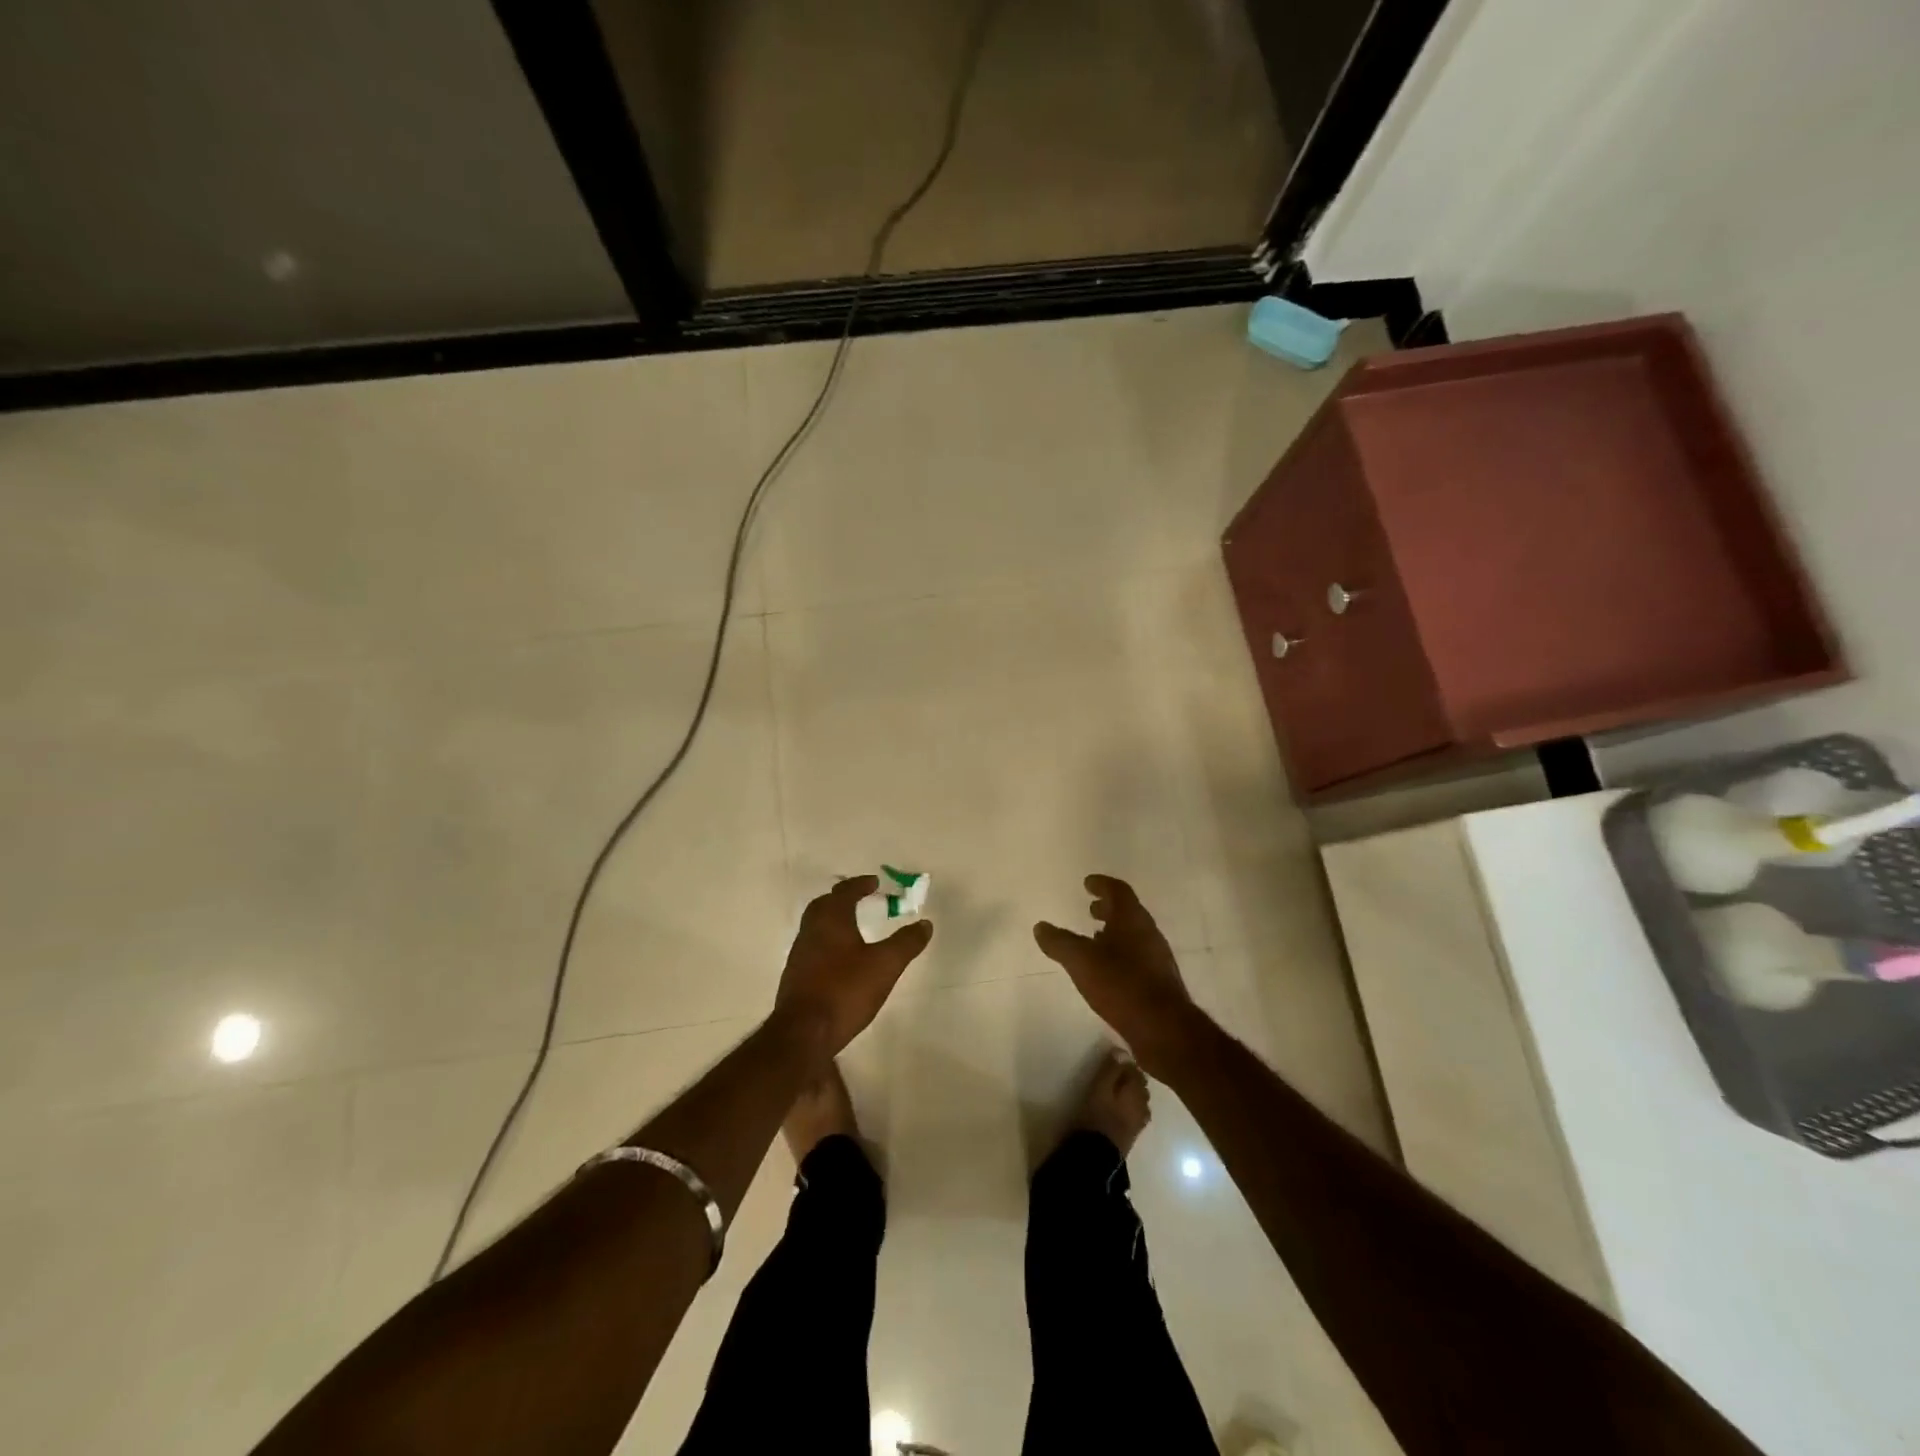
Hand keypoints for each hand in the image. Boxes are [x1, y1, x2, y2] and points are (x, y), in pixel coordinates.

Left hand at [774, 875, 933, 1057]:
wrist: (803, 1034)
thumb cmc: (845, 990)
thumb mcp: (885, 965)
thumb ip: (906, 943)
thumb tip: (925, 923)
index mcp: (831, 920)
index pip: (844, 892)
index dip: (860, 885)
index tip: (874, 882)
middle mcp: (811, 932)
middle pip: (823, 906)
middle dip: (841, 899)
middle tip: (859, 899)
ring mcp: (799, 955)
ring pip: (815, 927)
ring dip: (832, 921)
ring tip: (852, 928)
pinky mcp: (795, 978)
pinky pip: (812, 948)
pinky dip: (826, 943)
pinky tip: (839, 960)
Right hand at [1034, 875, 1201, 1077]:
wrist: (1164, 1028)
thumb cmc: (1121, 984)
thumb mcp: (1081, 961)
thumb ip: (1059, 942)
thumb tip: (1040, 926)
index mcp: (1132, 919)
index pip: (1118, 890)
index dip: (1102, 884)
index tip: (1088, 883)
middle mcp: (1148, 932)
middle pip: (1128, 911)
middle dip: (1108, 908)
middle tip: (1090, 908)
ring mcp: (1157, 957)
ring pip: (1133, 934)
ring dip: (1114, 931)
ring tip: (1094, 938)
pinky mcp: (1159, 981)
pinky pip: (1137, 956)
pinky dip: (1121, 952)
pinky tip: (1108, 969)